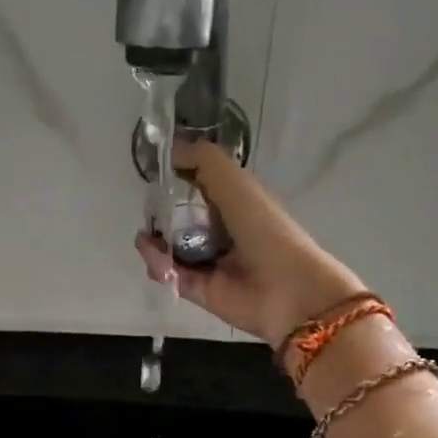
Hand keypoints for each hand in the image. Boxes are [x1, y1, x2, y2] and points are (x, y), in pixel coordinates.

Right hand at [135, 140, 366, 348]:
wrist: (287, 289)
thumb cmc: (264, 229)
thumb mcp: (235, 182)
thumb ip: (202, 160)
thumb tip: (169, 149)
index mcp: (233, 201)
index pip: (195, 184)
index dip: (174, 176)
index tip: (153, 171)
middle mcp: (218, 229)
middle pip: (175, 216)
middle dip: (157, 211)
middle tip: (151, 210)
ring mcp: (206, 260)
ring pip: (167, 245)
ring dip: (152, 241)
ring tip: (150, 241)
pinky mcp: (197, 288)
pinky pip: (168, 273)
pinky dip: (157, 265)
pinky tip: (158, 260)